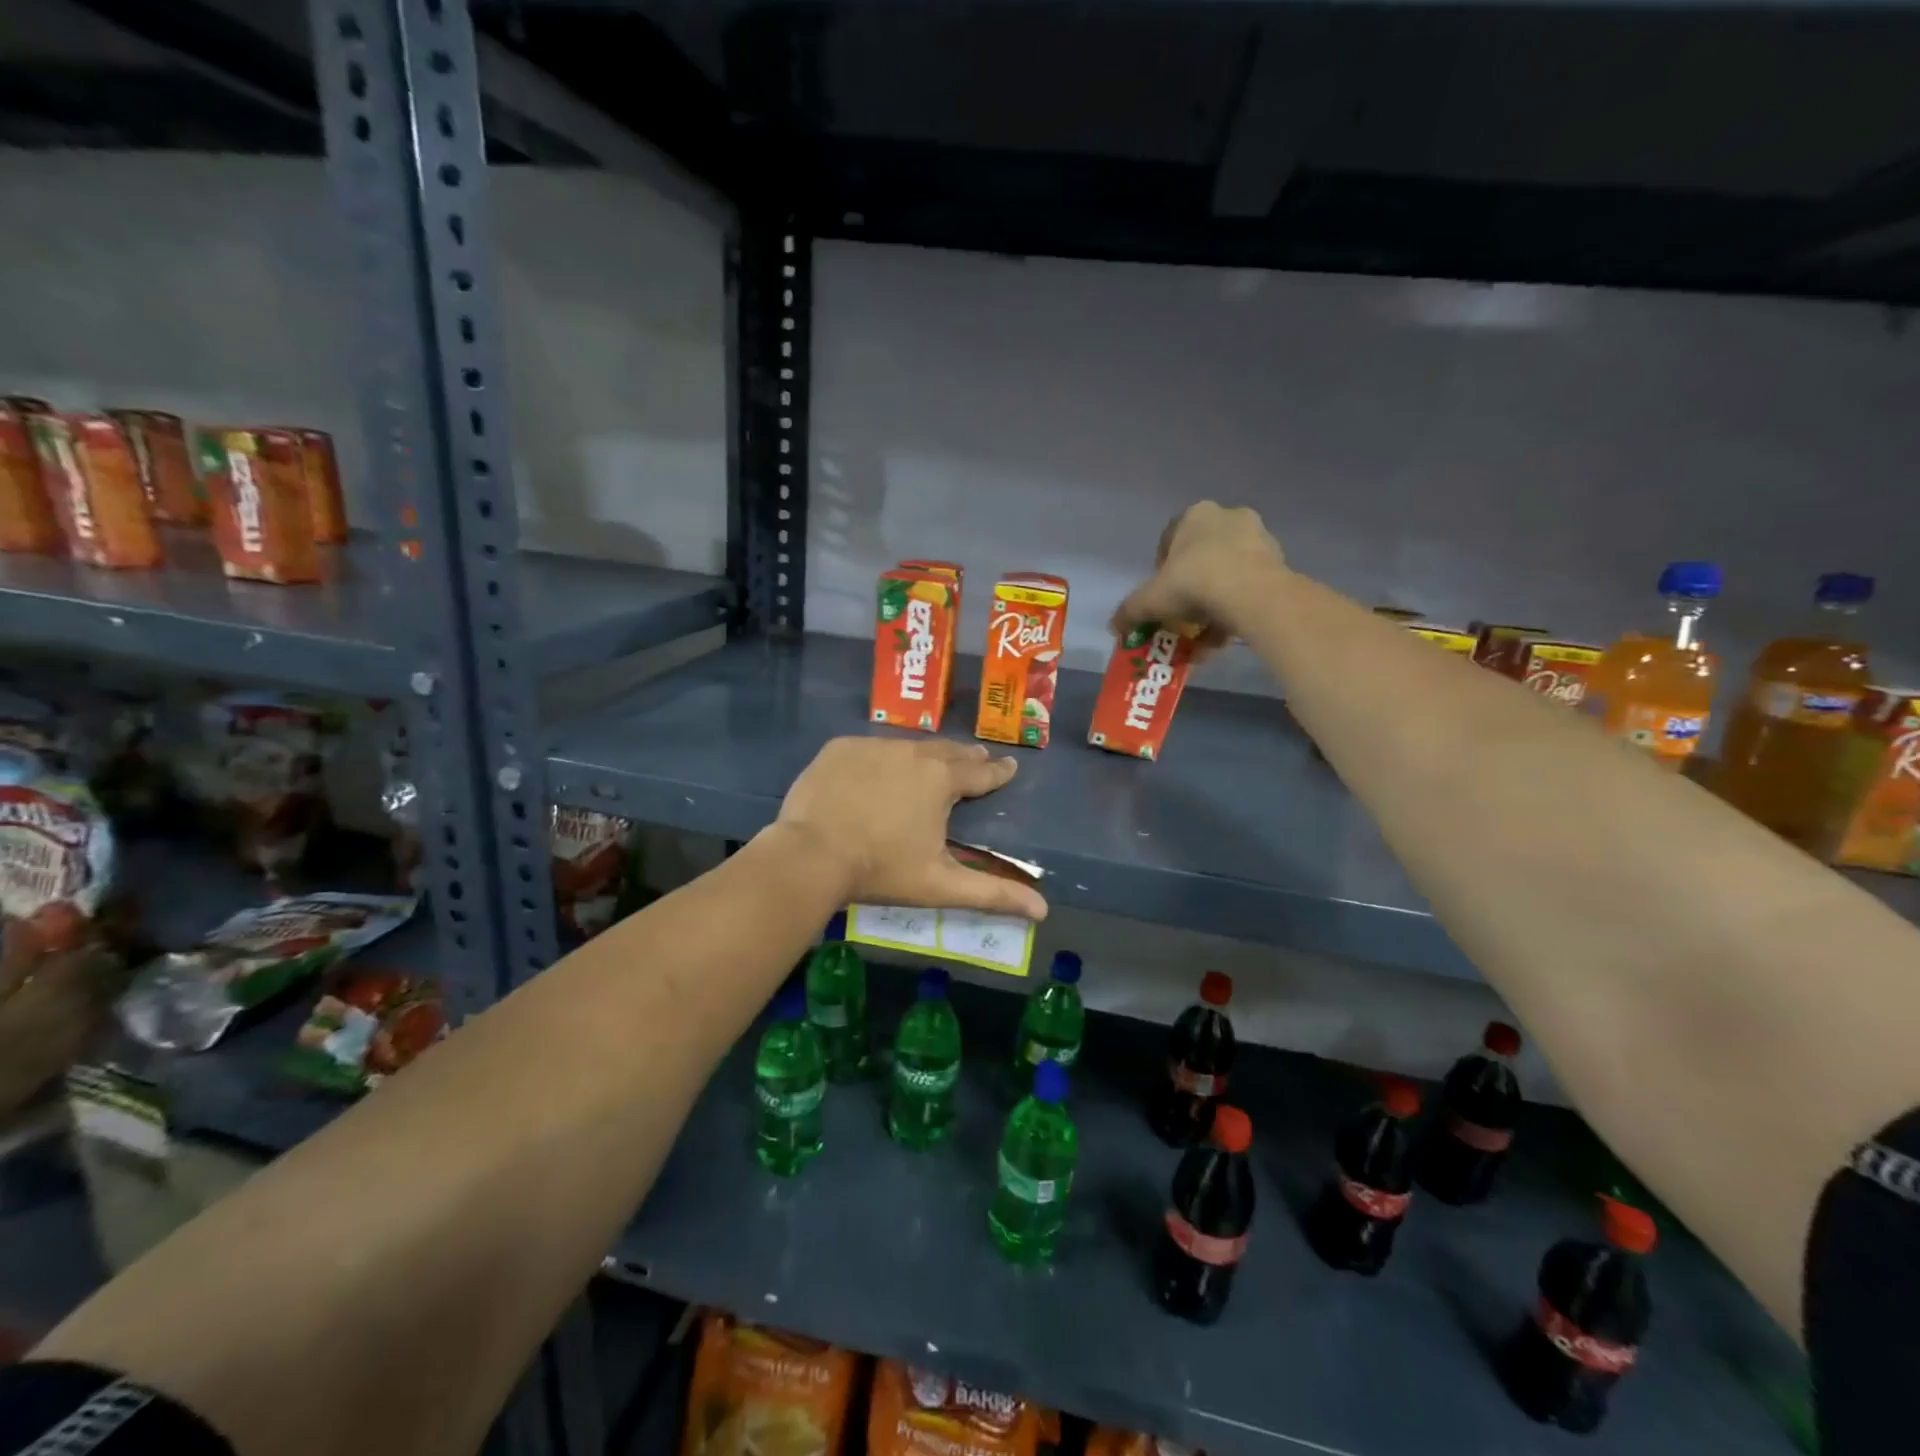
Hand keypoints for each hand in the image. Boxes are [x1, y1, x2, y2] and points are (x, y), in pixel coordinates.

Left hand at [768, 737, 1048, 919]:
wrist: (810, 856)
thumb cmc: (881, 870)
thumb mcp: (941, 885)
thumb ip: (993, 894)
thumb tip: (1043, 910)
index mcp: (941, 780)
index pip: (980, 772)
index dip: (997, 772)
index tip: (1009, 767)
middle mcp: (912, 752)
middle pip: (946, 751)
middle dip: (964, 757)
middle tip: (975, 758)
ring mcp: (873, 746)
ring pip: (908, 746)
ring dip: (923, 755)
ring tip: (930, 762)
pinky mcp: (840, 748)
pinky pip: (870, 748)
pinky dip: (880, 758)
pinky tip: (877, 770)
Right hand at [1110, 501, 1286, 652]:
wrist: (1250, 594)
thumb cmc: (1193, 583)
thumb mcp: (1150, 600)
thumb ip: (1129, 611)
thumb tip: (1113, 626)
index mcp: (1195, 515)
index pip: (1170, 540)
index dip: (1162, 571)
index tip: (1162, 597)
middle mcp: (1228, 517)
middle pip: (1201, 556)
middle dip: (1191, 588)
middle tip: (1183, 616)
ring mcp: (1258, 537)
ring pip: (1227, 573)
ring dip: (1215, 602)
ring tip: (1205, 635)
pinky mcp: (1279, 562)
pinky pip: (1250, 586)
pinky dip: (1237, 608)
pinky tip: (1227, 635)